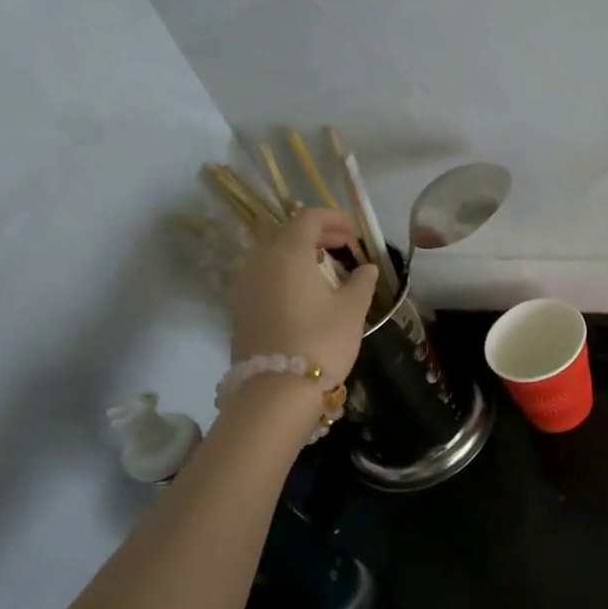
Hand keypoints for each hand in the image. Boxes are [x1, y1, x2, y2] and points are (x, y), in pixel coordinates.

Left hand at [228, 208, 379, 385]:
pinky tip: (304, 291)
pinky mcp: (240, 309)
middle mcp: (260, 262)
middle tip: (344, 245)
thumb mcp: (352, 310)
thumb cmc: (321, 341)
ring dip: (299, 253)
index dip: (334, 219)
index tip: (355, 232)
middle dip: (317, 234)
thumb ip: (361, 282)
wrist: (277, 390)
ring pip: (272, 255)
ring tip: (325, 267)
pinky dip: (285, 273)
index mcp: (288, 253)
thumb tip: (366, 268)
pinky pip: (264, 276)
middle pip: (286, 233)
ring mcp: (245, 286)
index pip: (308, 218)